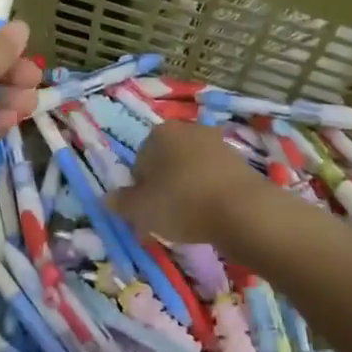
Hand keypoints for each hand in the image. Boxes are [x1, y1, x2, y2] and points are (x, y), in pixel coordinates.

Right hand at [108, 121, 261, 244]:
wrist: (244, 211)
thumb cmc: (183, 203)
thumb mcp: (141, 209)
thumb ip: (121, 203)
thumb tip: (108, 199)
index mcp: (160, 133)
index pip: (140, 161)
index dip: (139, 188)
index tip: (145, 211)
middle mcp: (189, 129)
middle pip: (166, 163)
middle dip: (163, 187)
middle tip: (164, 218)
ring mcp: (217, 144)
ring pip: (190, 171)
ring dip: (186, 191)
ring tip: (188, 221)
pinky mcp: (240, 162)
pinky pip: (213, 179)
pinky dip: (208, 194)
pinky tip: (209, 216)